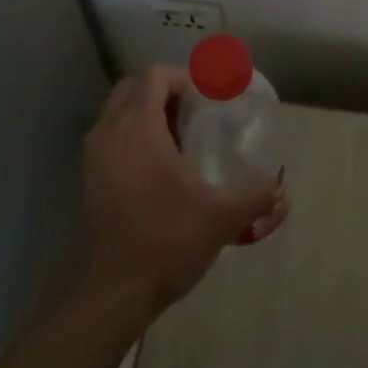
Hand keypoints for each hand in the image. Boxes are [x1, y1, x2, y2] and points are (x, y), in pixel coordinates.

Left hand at [80, 65, 284, 319]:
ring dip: (148, 113)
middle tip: (196, 114)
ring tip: (181, 139)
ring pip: (119, 112)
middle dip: (165, 91)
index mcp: (138, 130)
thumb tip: (278, 184)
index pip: (155, 76)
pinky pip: (112, 136)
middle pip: (133, 88)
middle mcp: (109, 133)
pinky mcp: (89, 178)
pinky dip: (134, 136)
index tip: (209, 99)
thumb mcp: (223, 216)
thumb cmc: (167, 241)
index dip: (184, 78)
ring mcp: (94, 156)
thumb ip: (256, 192)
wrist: (116, 292)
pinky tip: (160, 167)